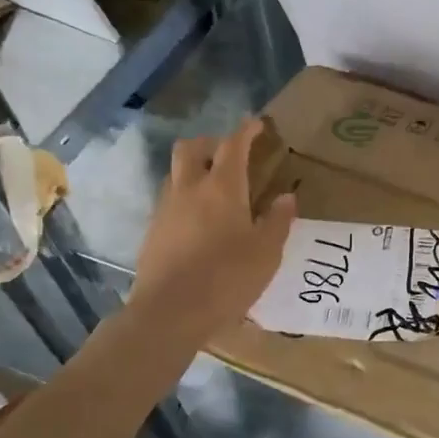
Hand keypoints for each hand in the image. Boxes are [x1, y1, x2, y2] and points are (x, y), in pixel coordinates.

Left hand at [129, 118, 295, 339]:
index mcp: (222, 188)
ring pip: (176, 174)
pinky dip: (185, 198)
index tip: (257, 124)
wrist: (169, 313)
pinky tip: (199, 221)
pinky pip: (169, 200)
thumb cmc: (227, 278)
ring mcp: (165, 210)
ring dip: (194, 170)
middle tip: (229, 153)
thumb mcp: (266, 252)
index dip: (246, 131)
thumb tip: (286, 197)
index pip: (233, 145)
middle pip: (191, 148)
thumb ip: (277, 221)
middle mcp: (189, 189)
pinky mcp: (152, 232)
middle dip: (211, 143)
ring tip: (215, 188)